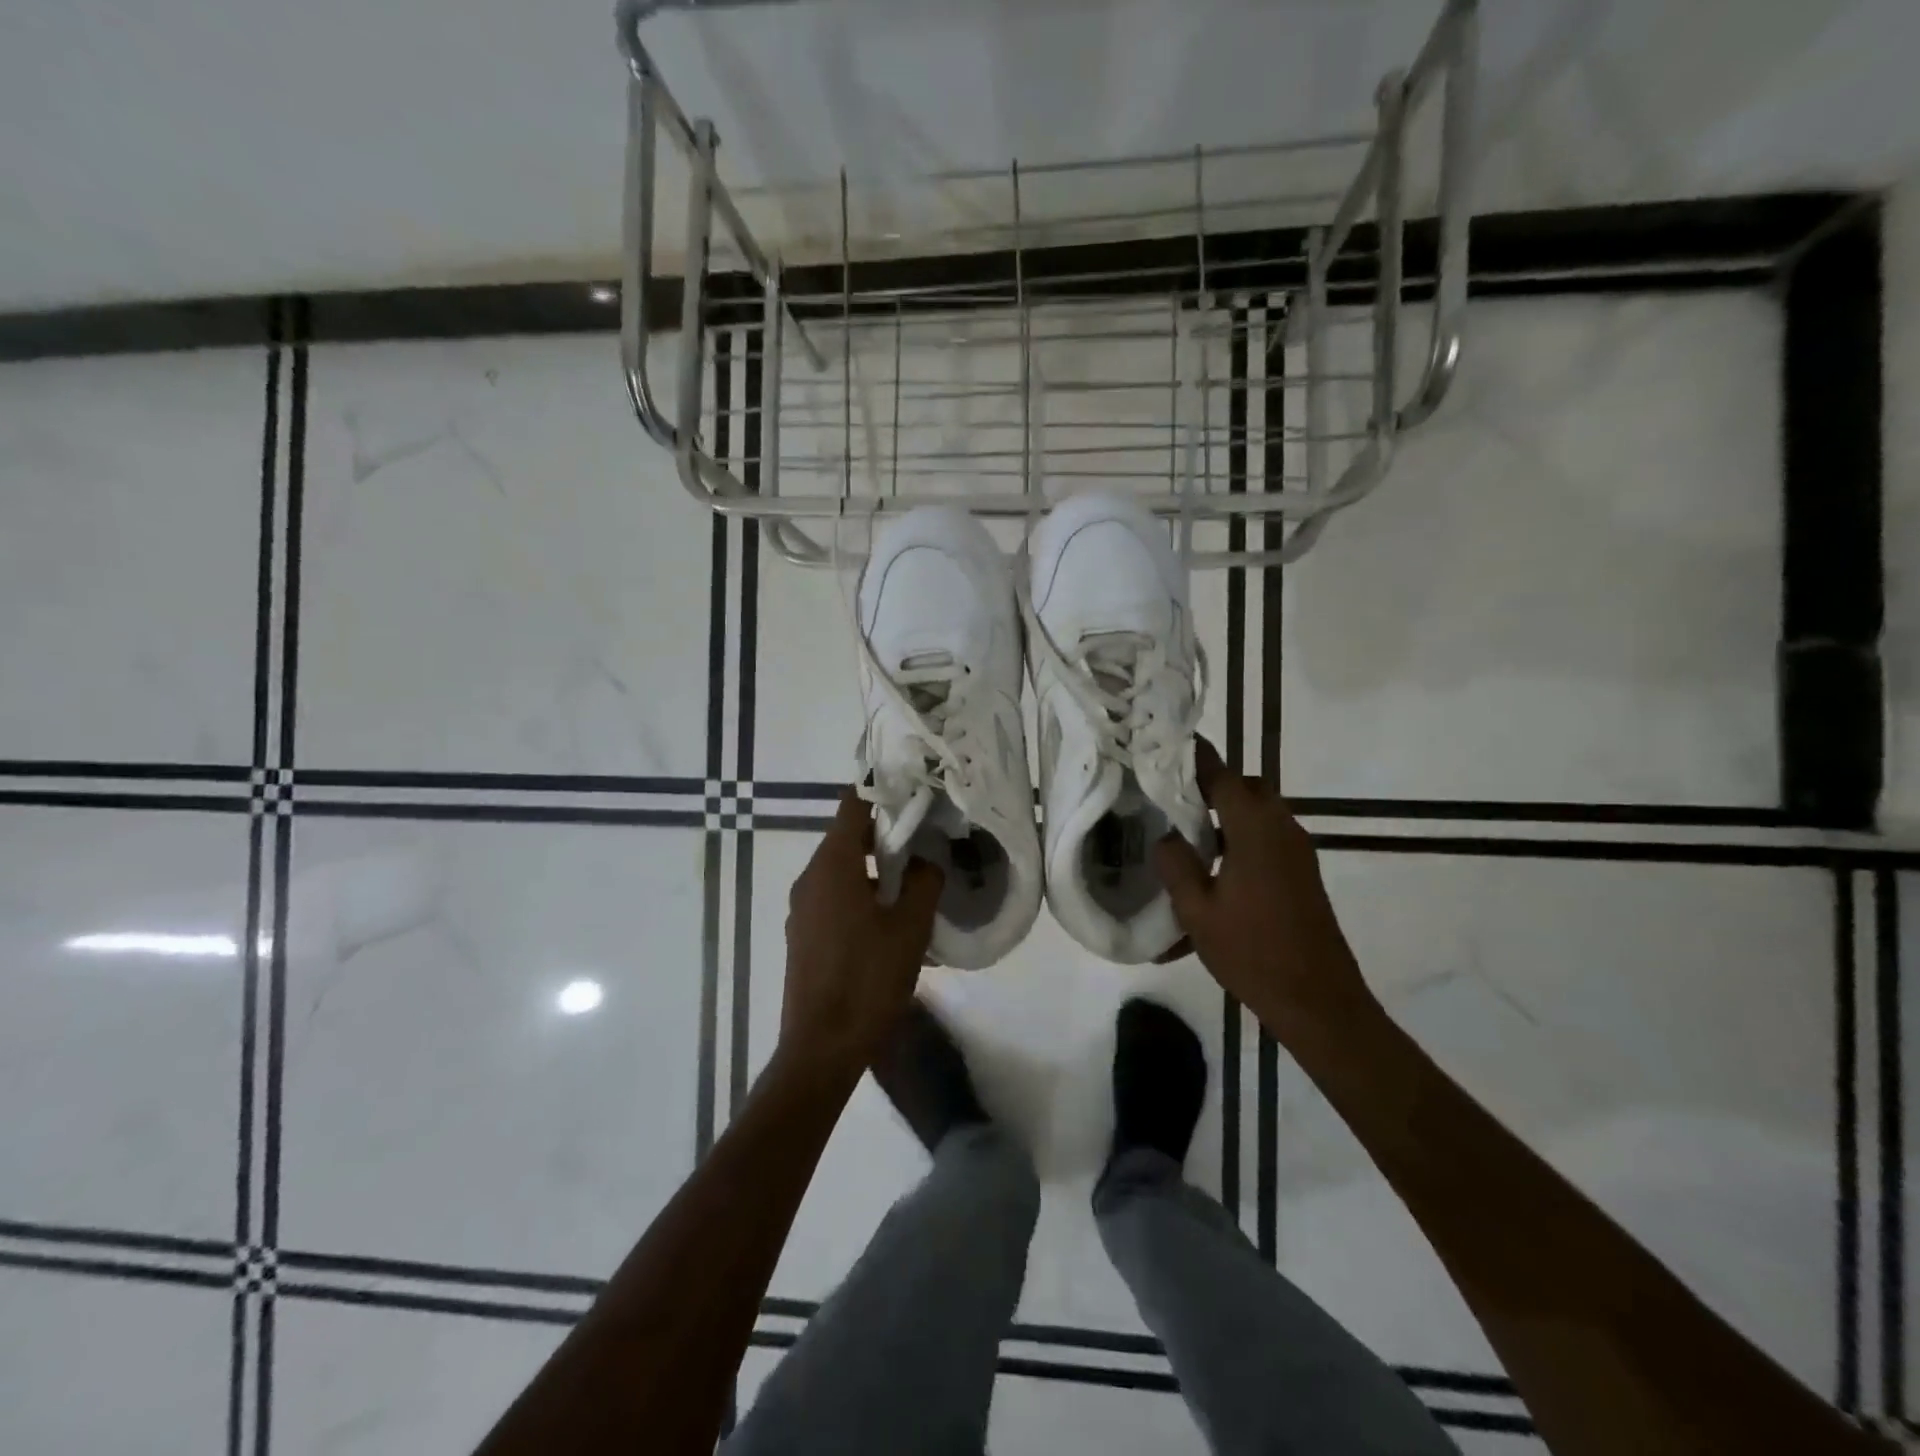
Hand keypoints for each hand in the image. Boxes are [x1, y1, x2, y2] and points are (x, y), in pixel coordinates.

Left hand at [780, 790, 944, 1075]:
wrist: (821, 1048)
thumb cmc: (868, 980)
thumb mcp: (910, 927)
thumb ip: (923, 881)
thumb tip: (927, 858)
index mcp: (832, 865)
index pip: (853, 805)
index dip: (883, 792)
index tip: (914, 793)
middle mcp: (810, 878)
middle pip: (848, 838)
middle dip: (886, 838)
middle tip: (926, 845)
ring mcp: (802, 909)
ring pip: (842, 871)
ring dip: (875, 872)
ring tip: (914, 891)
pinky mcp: (803, 935)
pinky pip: (834, 900)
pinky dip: (861, 898)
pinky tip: (891, 927)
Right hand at [1154, 738, 1375, 1043]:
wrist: (1318, 1001)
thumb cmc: (1252, 952)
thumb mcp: (1196, 910)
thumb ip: (1176, 864)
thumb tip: (1167, 836)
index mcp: (1254, 829)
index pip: (1222, 775)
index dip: (1195, 758)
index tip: (1168, 746)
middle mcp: (1282, 829)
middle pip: (1248, 788)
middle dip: (1213, 786)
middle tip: (1175, 799)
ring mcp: (1297, 852)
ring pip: (1260, 813)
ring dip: (1228, 815)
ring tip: (1189, 837)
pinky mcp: (1303, 874)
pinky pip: (1268, 839)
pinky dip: (1242, 839)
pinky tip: (1216, 872)